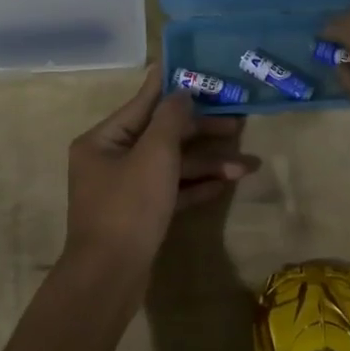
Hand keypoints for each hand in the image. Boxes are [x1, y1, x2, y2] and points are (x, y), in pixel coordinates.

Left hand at [65, 67, 258, 274]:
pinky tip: (225, 184)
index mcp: (102, 140)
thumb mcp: (154, 154)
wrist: (109, 279)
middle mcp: (109, 160)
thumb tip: (181, 92)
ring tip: (247, 167)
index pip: (142, 105)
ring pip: (169, 167)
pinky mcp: (138, 217)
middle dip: (201, 134)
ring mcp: (124, 191)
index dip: (170, 88)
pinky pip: (169, 192)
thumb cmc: (129, 206)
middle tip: (238, 126)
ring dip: (206, 165)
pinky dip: (194, 187)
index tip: (195, 72)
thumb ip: (170, 118)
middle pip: (160, 136)